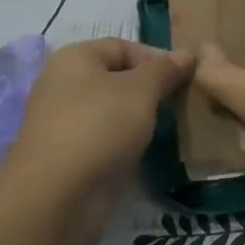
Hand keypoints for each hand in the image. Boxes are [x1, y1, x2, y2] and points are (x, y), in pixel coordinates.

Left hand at [2, 38, 193, 241]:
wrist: (56, 198)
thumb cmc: (98, 127)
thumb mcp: (140, 90)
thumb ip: (164, 70)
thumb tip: (187, 54)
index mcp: (74, 58)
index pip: (123, 46)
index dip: (156, 57)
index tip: (187, 77)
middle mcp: (64, 85)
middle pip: (117, 78)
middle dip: (151, 89)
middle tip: (182, 102)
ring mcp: (64, 123)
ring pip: (112, 111)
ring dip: (140, 118)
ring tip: (172, 126)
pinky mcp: (69, 157)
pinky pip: (106, 140)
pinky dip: (126, 143)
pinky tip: (147, 151)